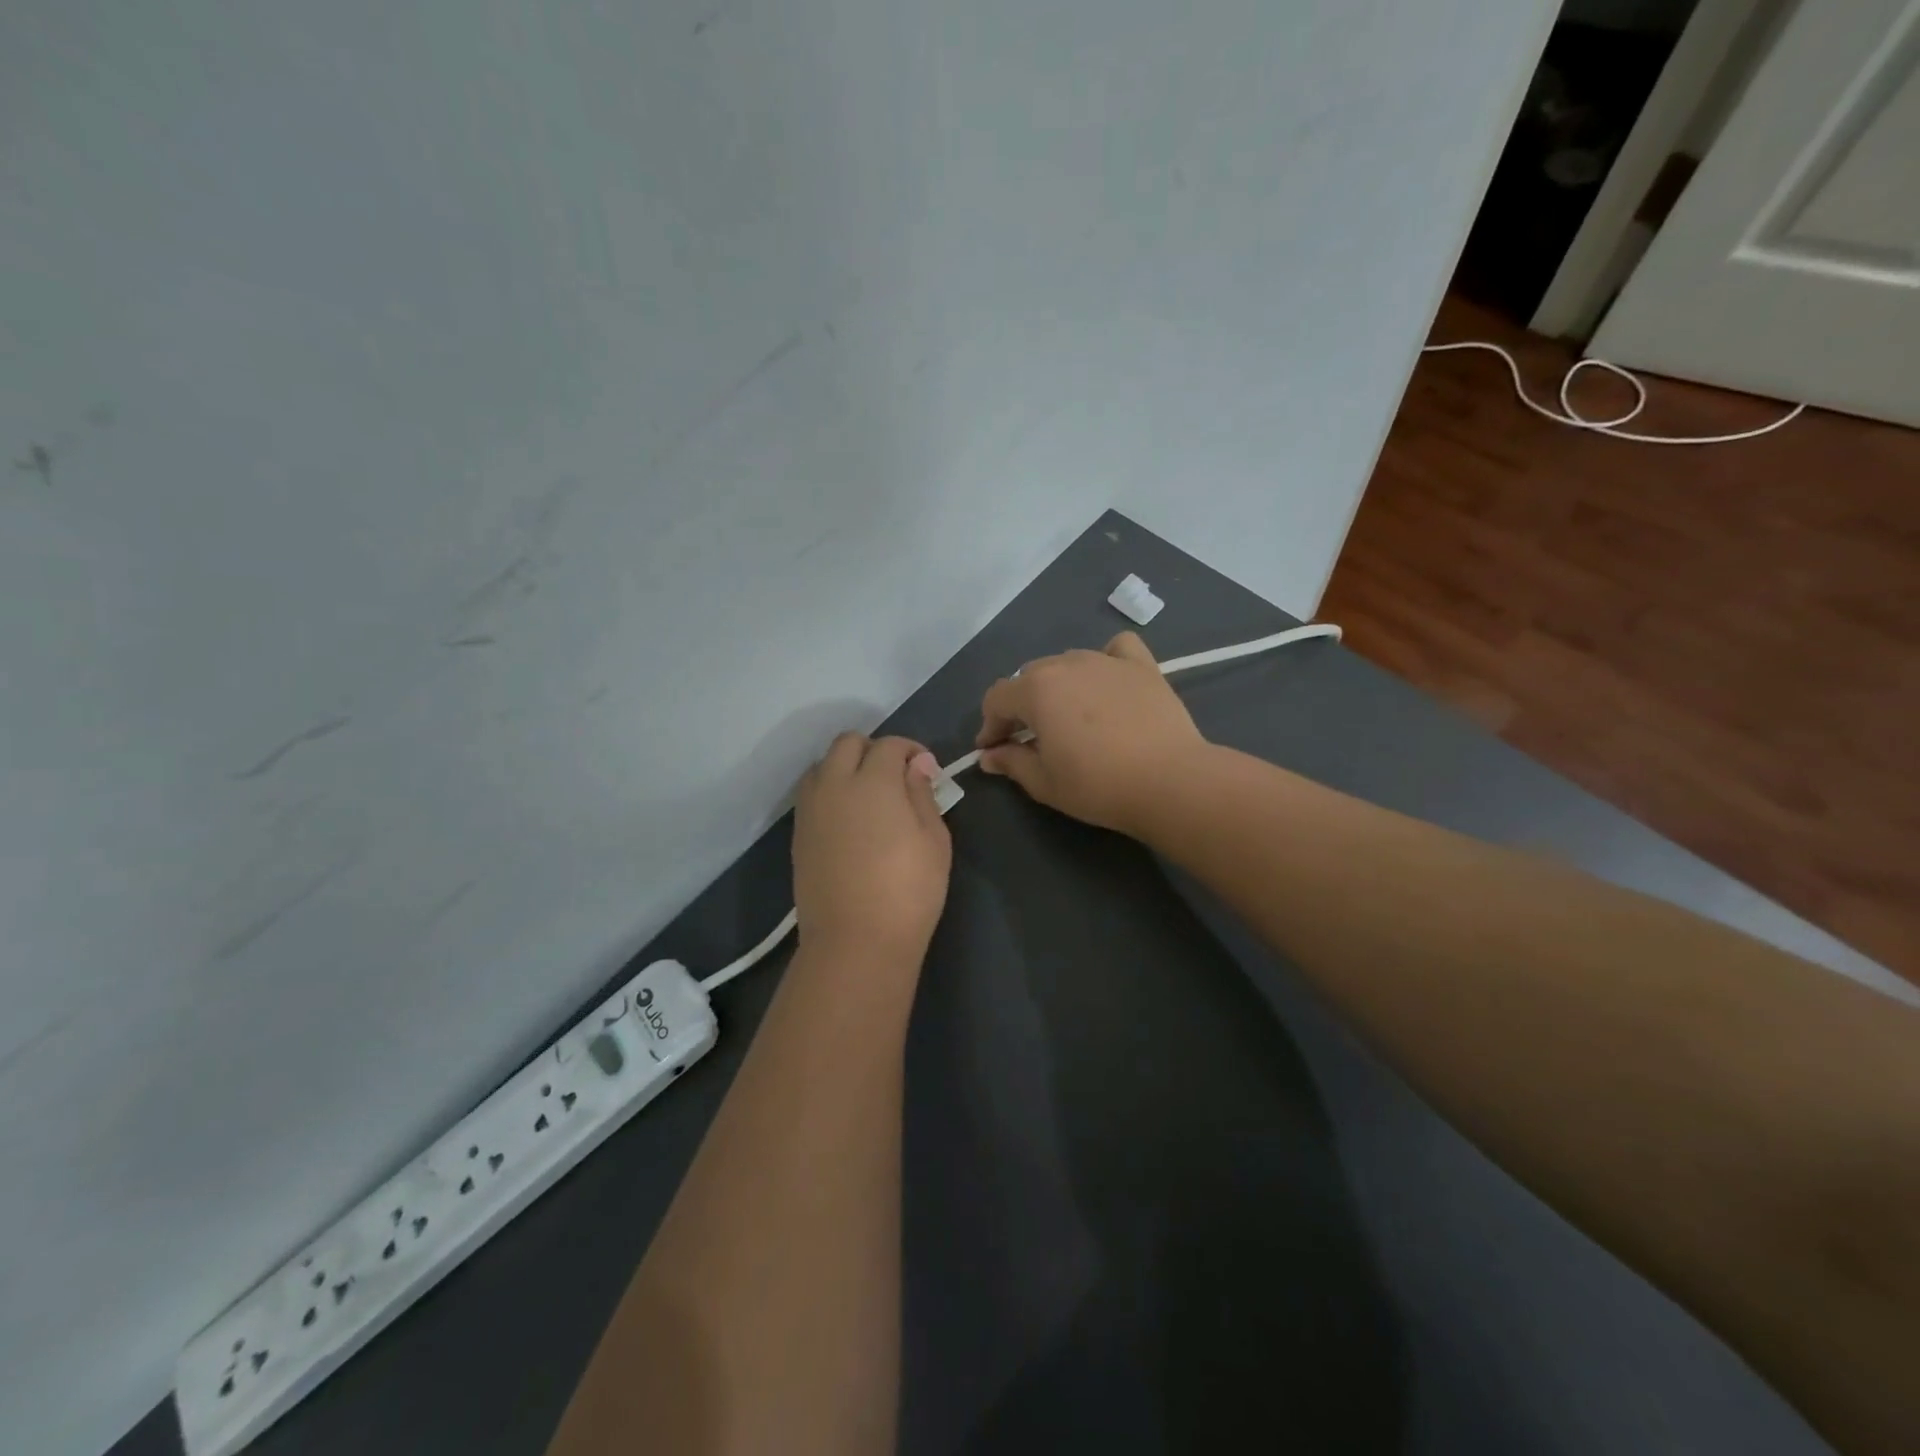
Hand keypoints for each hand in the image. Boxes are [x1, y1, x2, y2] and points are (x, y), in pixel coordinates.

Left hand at [793, 733, 951, 964]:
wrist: (855, 941)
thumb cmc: (908, 891)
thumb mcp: (933, 840)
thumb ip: (922, 794)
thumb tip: (917, 764)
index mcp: (873, 781)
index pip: (889, 745)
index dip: (910, 750)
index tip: (926, 770)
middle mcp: (835, 784)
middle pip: (847, 743)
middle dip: (873, 749)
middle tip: (896, 777)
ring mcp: (811, 810)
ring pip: (822, 765)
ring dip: (845, 767)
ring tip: (868, 796)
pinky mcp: (798, 834)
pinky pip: (812, 794)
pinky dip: (830, 791)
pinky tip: (849, 819)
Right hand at [975, 631, 1208, 835]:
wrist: (1170, 781)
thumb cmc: (1098, 785)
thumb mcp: (1044, 782)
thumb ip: (1011, 763)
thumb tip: (989, 756)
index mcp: (1036, 690)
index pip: (997, 698)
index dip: (990, 725)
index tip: (993, 750)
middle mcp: (1066, 664)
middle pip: (1029, 677)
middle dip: (1021, 706)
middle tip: (1029, 739)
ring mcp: (1106, 660)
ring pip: (1068, 663)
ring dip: (1058, 686)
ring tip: (1069, 716)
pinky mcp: (1142, 666)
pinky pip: (1116, 649)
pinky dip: (1106, 660)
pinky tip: (1108, 681)